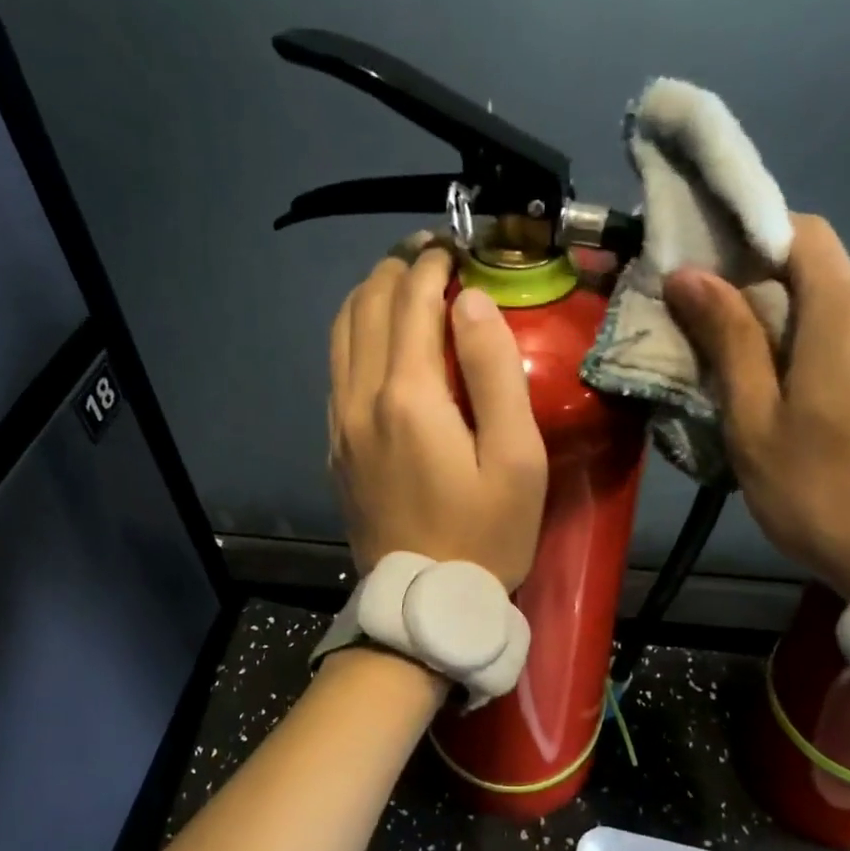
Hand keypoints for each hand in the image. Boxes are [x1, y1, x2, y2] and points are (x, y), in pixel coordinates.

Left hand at [329, 243, 547, 589]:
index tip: (459, 248)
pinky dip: (356, 335)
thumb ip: (493, 372)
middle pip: (366, 306)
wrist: (426, 602)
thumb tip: (471, 304)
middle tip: (434, 257)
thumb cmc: (486, 533)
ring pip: (341, 334)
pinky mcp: (335, 445)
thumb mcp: (514, 457)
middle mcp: (360, 398)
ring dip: (370, 297)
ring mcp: (340, 422)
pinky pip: (336, 369)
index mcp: (407, 395)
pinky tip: (382, 340)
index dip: (434, 264)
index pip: (411, 300)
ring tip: (405, 285)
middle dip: (398, 269)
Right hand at [664, 213, 849, 598]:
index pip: (802, 231)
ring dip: (795, 337)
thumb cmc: (824, 491)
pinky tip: (811, 413)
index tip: (708, 274)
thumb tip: (689, 274)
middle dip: (764, 300)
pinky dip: (829, 359)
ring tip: (760, 393)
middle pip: (820, 278)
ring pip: (843, 318)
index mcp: (845, 311)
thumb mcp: (756, 422)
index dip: (752, 238)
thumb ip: (728, 341)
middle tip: (717, 350)